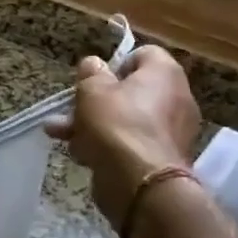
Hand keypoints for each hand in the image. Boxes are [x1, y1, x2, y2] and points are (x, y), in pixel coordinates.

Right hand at [48, 45, 202, 232]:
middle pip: (131, 91)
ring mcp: (172, 131)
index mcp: (165, 73)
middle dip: (95, 101)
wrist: (140, 182)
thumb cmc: (116, 124)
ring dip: (94, 125)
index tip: (95, 79)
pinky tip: (81, 155)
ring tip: (61, 135)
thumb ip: (91, 73)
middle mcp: (176, 98)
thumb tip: (94, 64)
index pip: (143, 54)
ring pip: (127, 120)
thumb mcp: (92, 91)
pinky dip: (110, 146)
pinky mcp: (163, 159)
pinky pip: (132, 143)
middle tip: (70, 110)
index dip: (115, 63)